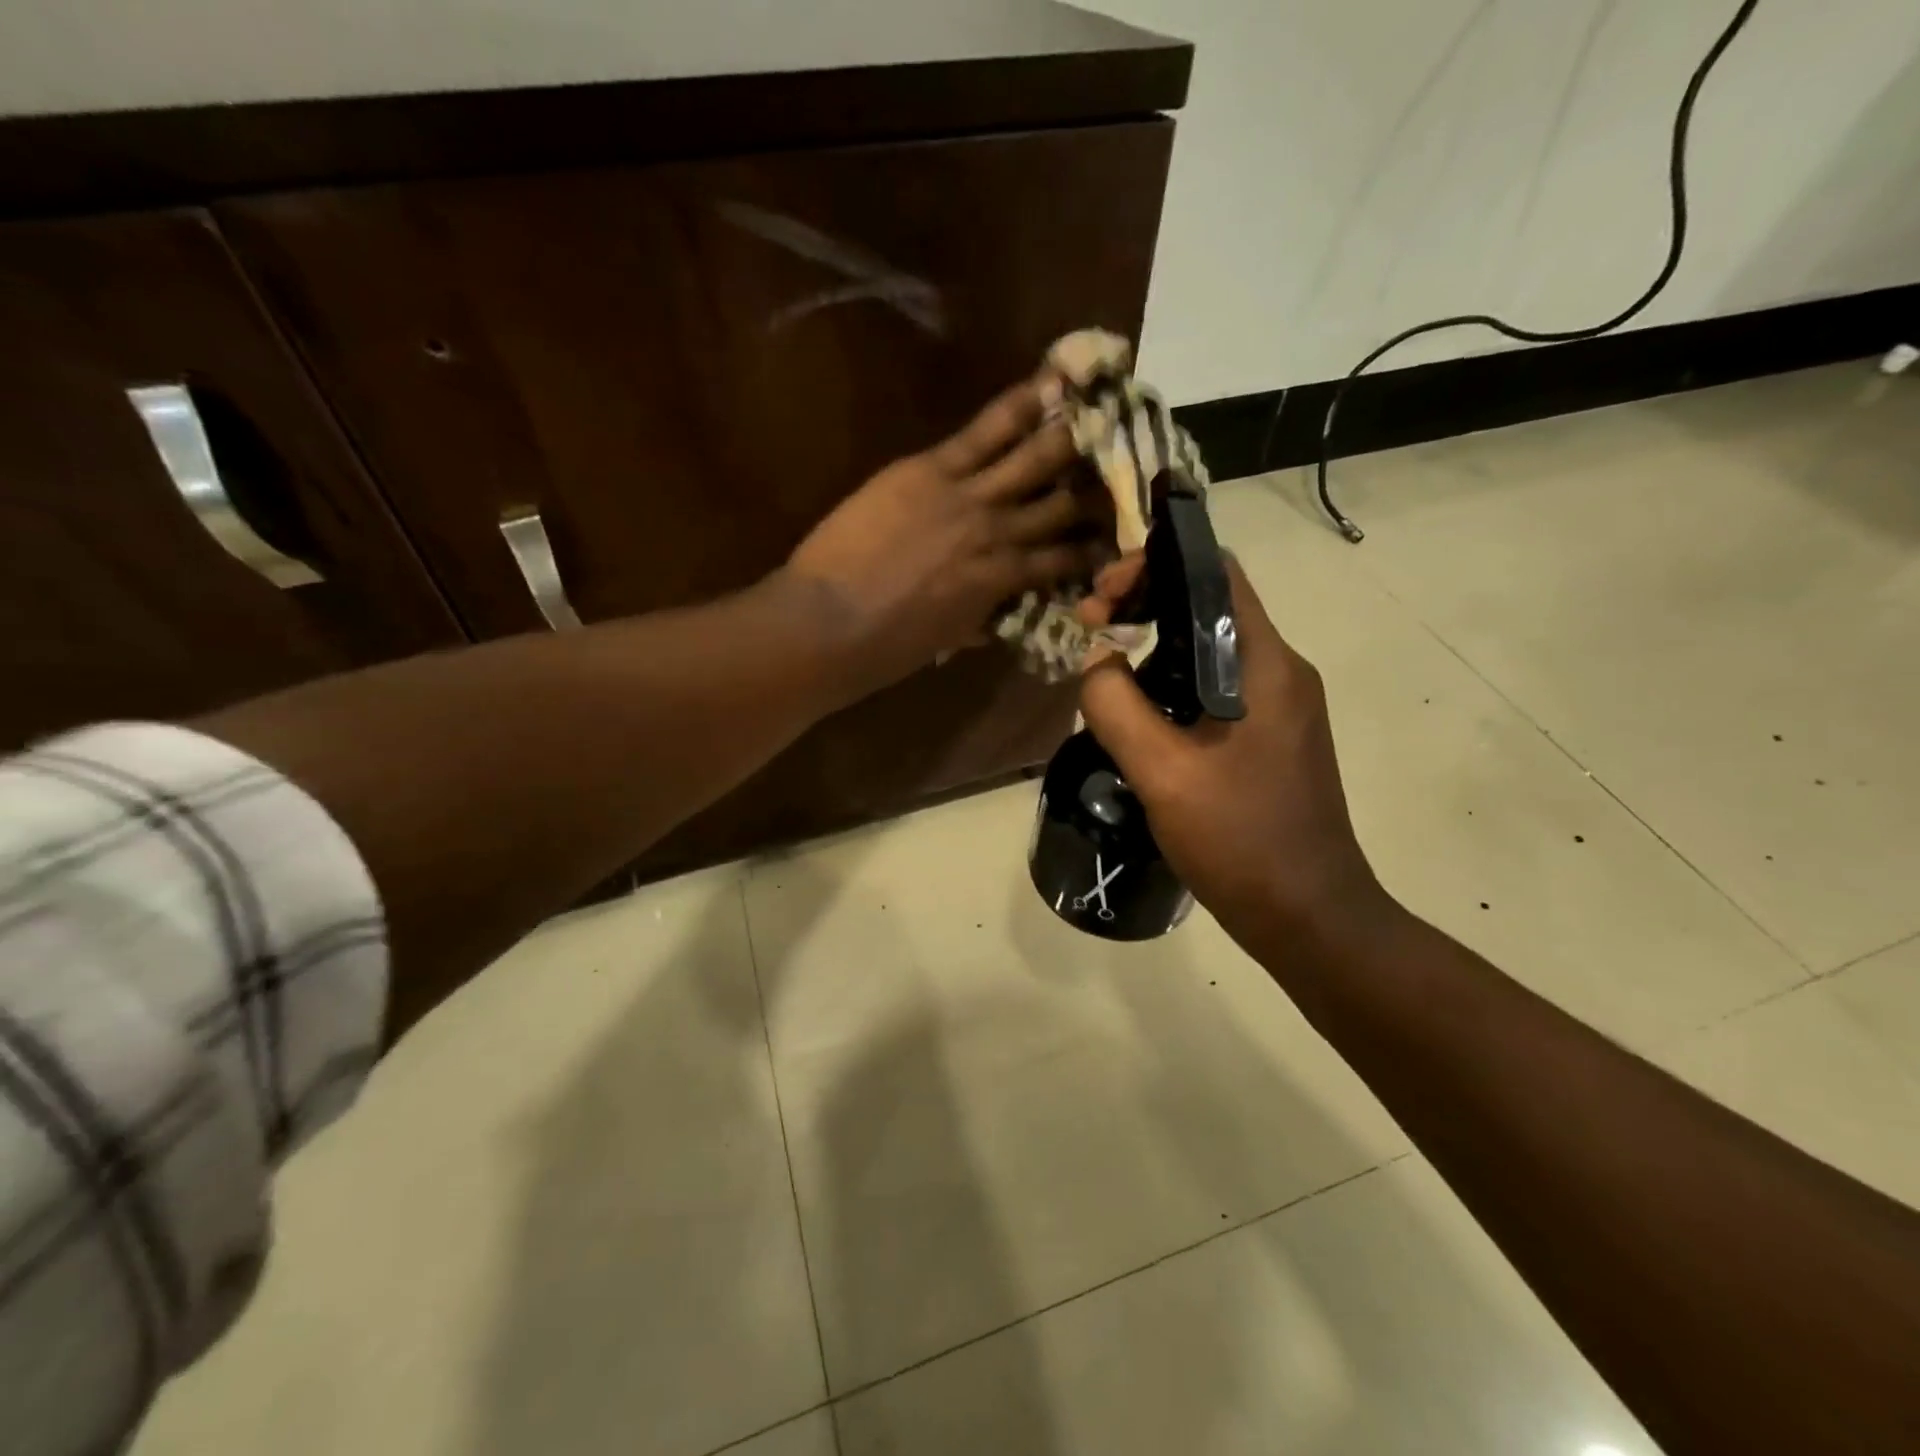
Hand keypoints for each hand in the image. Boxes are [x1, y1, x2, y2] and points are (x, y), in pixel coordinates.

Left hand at [782, 376, 1105, 695]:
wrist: (831, 622)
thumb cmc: (886, 647)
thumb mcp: (947, 638)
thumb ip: (979, 618)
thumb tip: (999, 615)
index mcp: (1004, 583)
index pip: (1064, 561)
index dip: (1094, 548)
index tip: (1118, 535)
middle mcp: (1003, 535)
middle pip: (1065, 503)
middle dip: (1098, 483)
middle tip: (1126, 458)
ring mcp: (971, 497)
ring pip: (1035, 458)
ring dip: (1072, 434)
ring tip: (1103, 407)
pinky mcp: (932, 469)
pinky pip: (985, 430)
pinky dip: (1020, 405)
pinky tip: (1051, 382)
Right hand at [1077, 558, 1390, 956]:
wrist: (1309, 917)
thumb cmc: (1241, 841)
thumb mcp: (1163, 773)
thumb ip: (1117, 706)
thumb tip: (1095, 660)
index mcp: (1265, 665)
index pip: (1215, 574)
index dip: (1154, 567)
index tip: (1101, 598)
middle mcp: (1279, 673)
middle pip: (1207, 609)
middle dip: (1143, 606)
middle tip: (1089, 633)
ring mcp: (1278, 708)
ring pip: (1207, 652)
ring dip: (1153, 650)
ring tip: (1102, 676)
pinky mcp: (1268, 739)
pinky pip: (1212, 692)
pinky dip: (1170, 688)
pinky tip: (1136, 719)